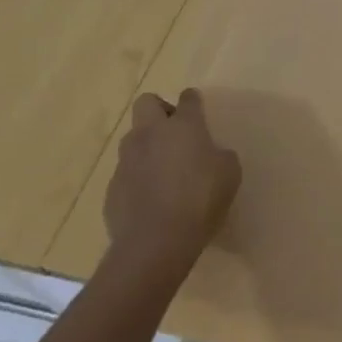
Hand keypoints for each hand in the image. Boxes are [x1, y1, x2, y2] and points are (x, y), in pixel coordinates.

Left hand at [104, 89, 242, 274]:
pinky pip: (126, 172)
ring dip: (147, 146)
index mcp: (184, 126)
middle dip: (159, 110)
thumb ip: (220, 156)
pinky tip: (150, 199)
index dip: (193, 101)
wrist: (155, 243)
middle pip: (147, 102)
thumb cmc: (200, 200)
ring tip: (163, 170)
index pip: (188, 98)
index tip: (198, 109)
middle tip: (175, 132)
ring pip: (133, 138)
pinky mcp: (112, 187)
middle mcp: (151, 134)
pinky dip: (137, 178)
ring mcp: (127, 160)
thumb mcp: (229, 174)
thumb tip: (211, 155)